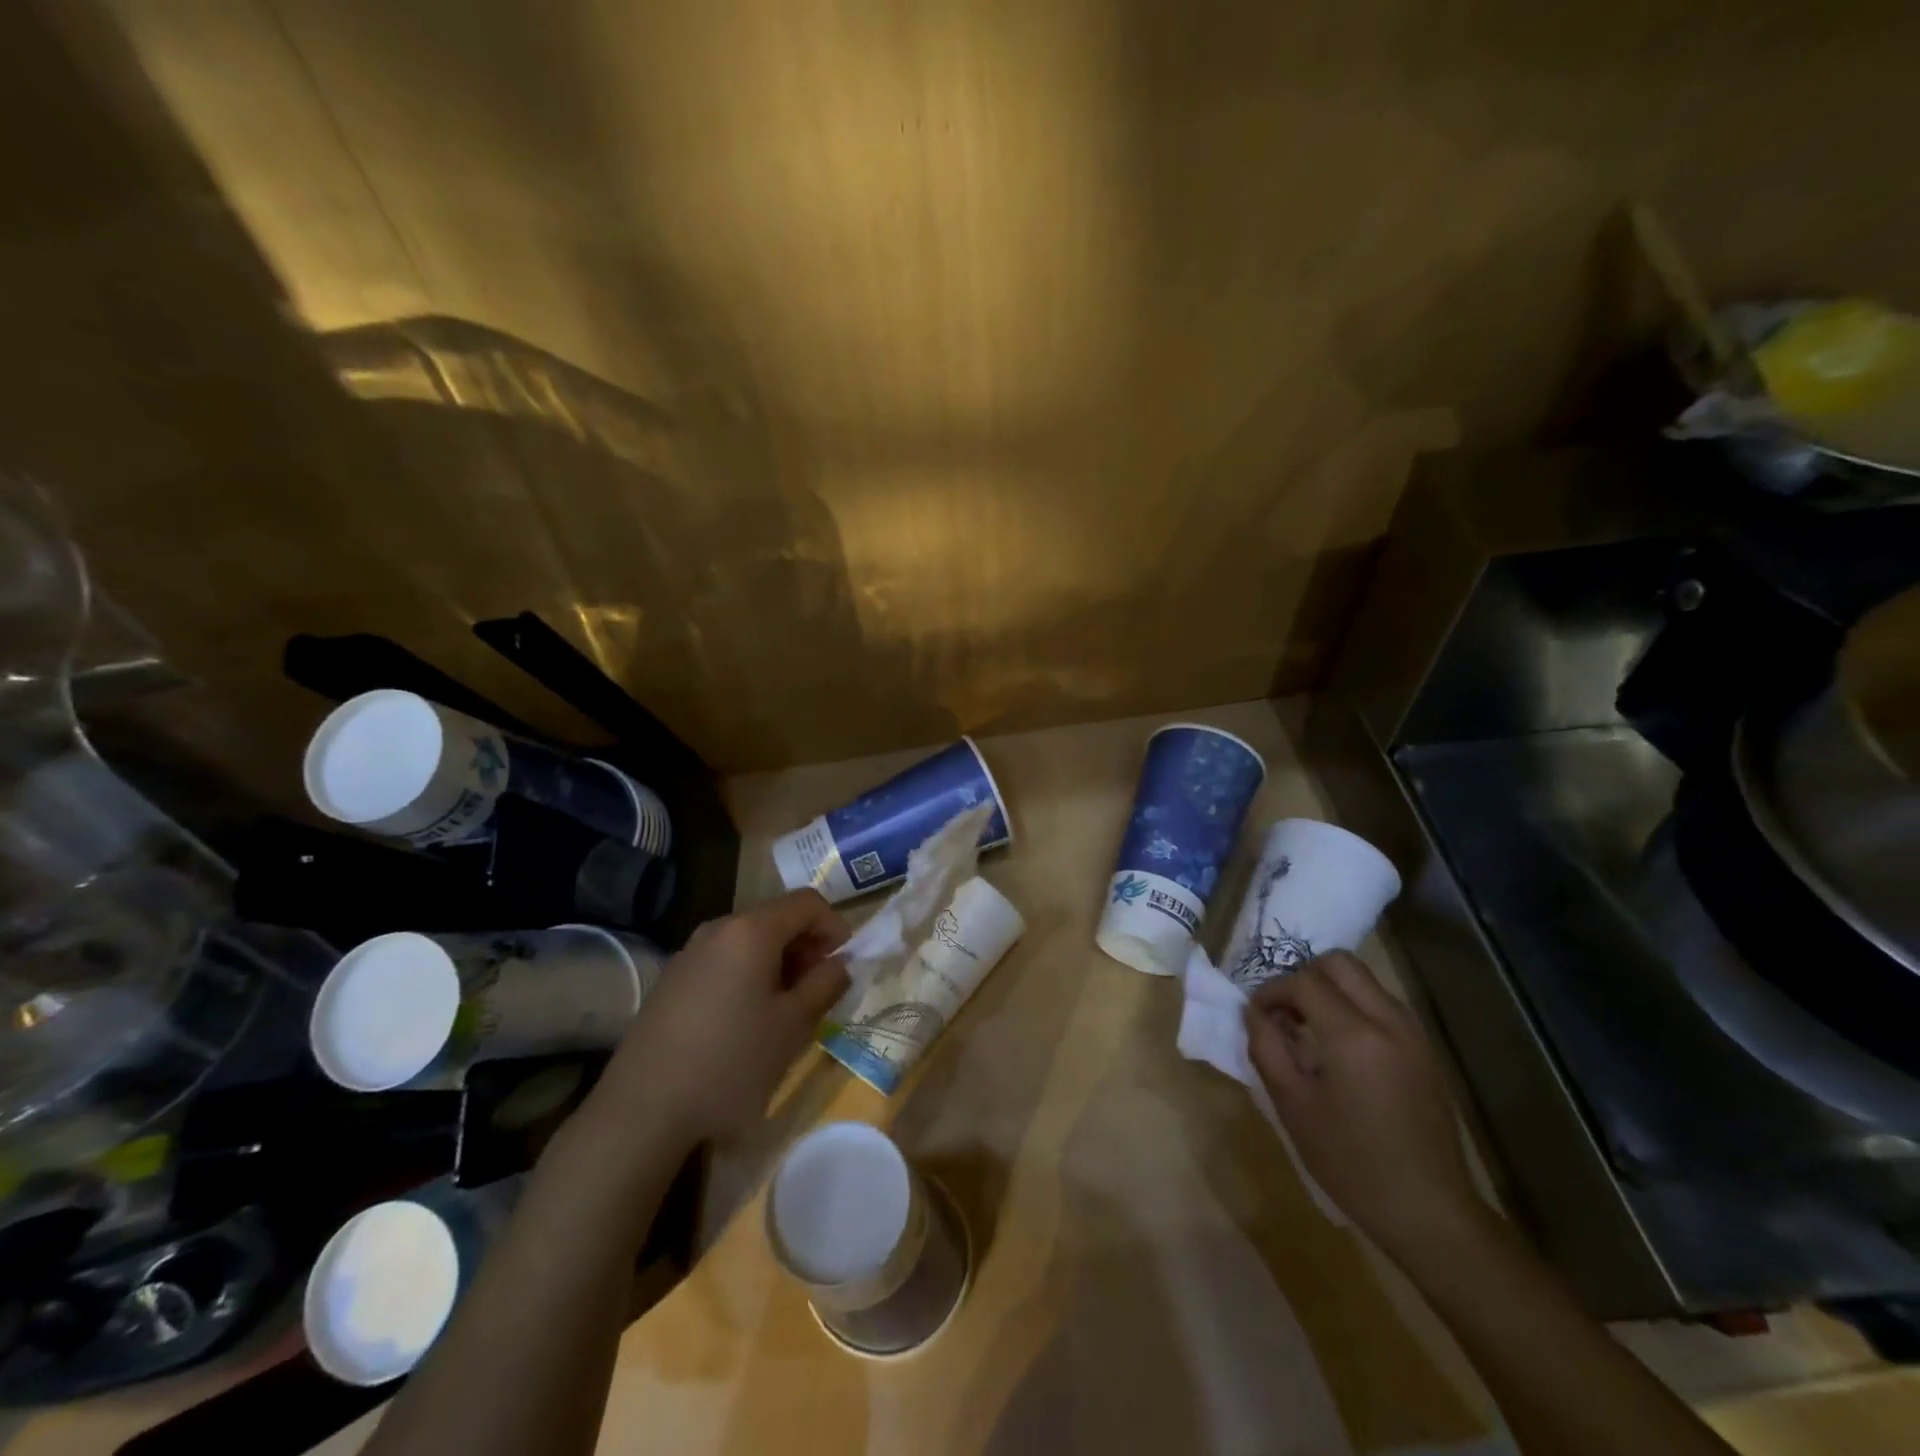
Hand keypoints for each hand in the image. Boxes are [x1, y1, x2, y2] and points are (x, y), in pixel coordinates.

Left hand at [600, 890, 849, 1144]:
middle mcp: (718, 929)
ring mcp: (689, 954)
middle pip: (776, 919)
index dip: (835, 926)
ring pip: (748, 942)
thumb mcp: (794, 1026)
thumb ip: (825, 985)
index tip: (845, 964)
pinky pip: (723, 962)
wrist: (642, 1111)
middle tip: (819, 991)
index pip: (807, 903)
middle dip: (806, 947)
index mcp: (751, 931)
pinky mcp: (671, 981)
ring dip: (778, 964)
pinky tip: (746, 1023)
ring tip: (786, 1011)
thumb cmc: (731, 1063)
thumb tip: (838, 964)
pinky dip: (748, 977)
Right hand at [1245, 952, 1487, 1267]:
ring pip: (1364, 981)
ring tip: (1309, 1030)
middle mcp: (1388, 1021)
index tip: (1256, 1015)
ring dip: (1330, 990)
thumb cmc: (1351, 1163)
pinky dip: (1354, 1007)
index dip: (1272, 991)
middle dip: (1303, 977)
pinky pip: (1382, 1005)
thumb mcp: (1292, 1106)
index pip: (1304, 982)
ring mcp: (1413, 1034)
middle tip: (1285, 1012)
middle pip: (1339, 963)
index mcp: (1353, 1036)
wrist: (1429, 1211)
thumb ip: (1267, 1048)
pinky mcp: (1425, 1050)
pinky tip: (1340, 1049)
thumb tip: (1254, 1012)